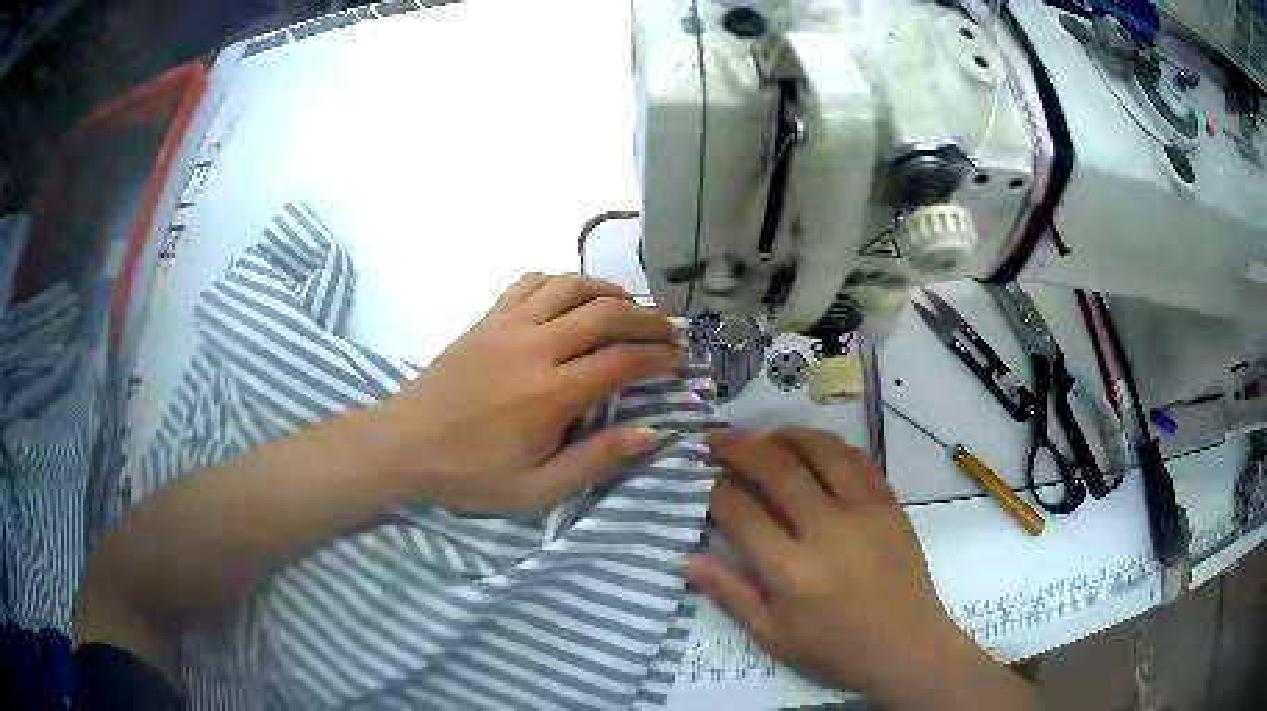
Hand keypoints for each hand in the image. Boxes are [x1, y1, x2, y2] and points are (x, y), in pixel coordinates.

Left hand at [369, 273, 680, 512]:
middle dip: (648, 318)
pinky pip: (531, 282)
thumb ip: (596, 460)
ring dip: (609, 290)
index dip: (660, 358)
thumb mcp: (537, 489)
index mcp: (551, 393)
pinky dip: (562, 282)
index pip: (622, 361)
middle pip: (606, 312)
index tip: (680, 361)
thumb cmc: (470, 474)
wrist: (404, 445)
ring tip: (629, 307)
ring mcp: (507, 325)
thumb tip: (651, 432)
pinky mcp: (486, 318)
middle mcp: (534, 347)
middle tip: (669, 331)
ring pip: (571, 285)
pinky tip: (572, 299)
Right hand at [685, 428, 1035, 710]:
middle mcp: (827, 530)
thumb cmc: (836, 650)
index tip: (705, 484)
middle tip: (716, 438)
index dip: (716, 492)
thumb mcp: (774, 637)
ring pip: (821, 451)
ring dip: (786, 435)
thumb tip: (686, 560)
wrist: (907, 646)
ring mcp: (865, 511)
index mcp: (792, 570)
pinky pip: (858, 460)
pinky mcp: (890, 504)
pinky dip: (829, 446)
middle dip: (738, 447)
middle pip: (777, 469)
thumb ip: (731, 595)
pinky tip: (814, 448)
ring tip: (764, 435)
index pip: (741, 513)